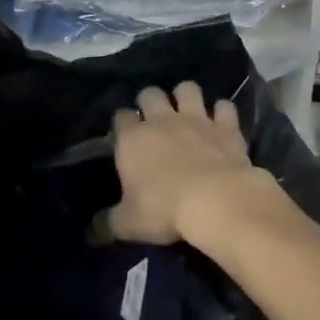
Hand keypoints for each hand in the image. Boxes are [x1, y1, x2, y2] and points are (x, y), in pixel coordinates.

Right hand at [103, 81, 270, 244]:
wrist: (217, 201)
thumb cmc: (164, 210)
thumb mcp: (129, 224)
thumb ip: (108, 223)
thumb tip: (92, 230)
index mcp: (133, 139)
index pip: (121, 117)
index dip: (122, 123)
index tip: (125, 135)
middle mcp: (163, 121)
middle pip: (151, 93)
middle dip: (150, 100)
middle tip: (153, 118)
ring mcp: (197, 119)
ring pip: (187, 89)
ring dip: (185, 96)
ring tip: (187, 110)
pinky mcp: (226, 126)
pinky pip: (224, 106)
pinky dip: (222, 112)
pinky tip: (221, 121)